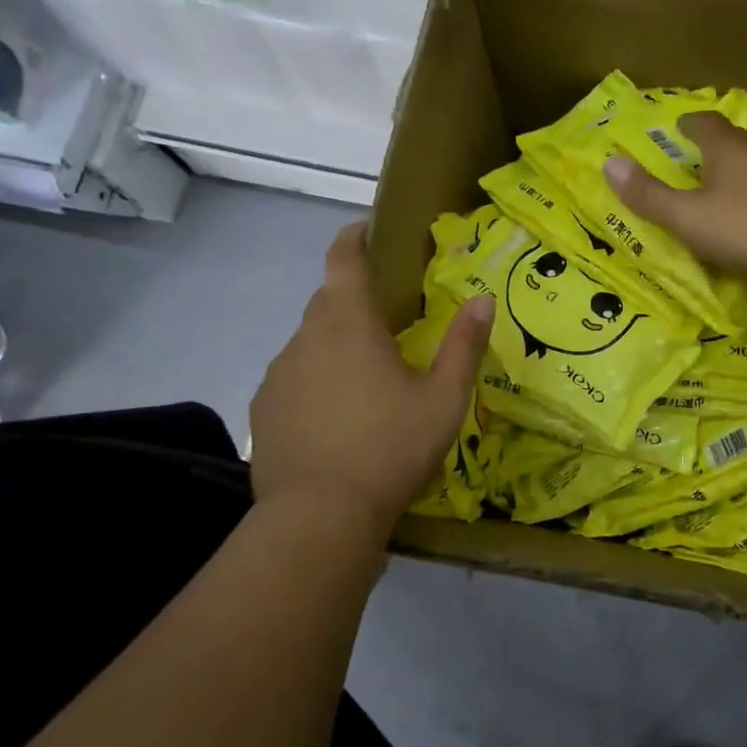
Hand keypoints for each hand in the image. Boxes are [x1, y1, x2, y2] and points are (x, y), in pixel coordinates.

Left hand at [250, 223, 492, 541]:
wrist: (319, 517)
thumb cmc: (390, 448)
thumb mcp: (443, 399)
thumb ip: (464, 345)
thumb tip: (483, 299)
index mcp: (349, 323)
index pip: (343, 259)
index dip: (353, 238)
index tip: (365, 229)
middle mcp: (305, 338)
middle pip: (326, 301)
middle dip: (352, 298)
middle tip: (386, 320)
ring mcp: (277, 375)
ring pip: (309, 343)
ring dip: (335, 346)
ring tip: (364, 381)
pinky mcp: (263, 411)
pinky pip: (294, 380)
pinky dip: (315, 383)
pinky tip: (336, 418)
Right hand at [603, 111, 746, 287]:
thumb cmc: (743, 227)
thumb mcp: (685, 215)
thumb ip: (648, 194)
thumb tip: (610, 163)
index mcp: (728, 149)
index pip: (706, 122)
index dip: (690, 122)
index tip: (678, 126)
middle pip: (734, 141)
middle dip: (714, 146)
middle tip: (696, 157)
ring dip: (738, 170)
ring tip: (722, 185)